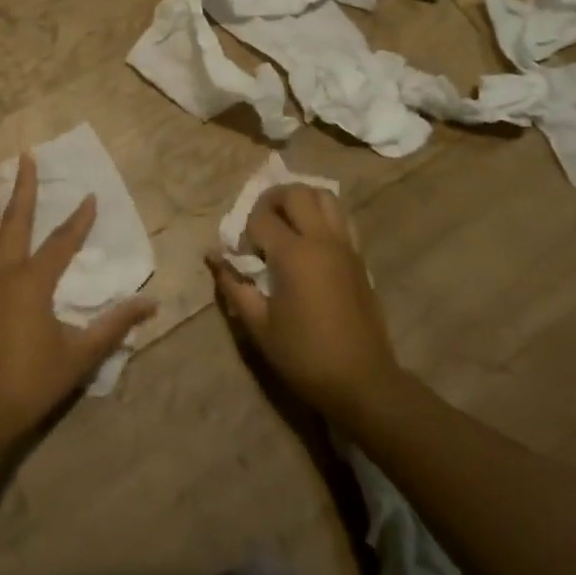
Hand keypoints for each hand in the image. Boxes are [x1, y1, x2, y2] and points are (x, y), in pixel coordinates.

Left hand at [0, 153, 154, 441]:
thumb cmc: (32, 382)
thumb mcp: (81, 355)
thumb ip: (115, 325)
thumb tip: (151, 304)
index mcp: (34, 282)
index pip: (62, 241)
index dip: (79, 219)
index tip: (90, 196)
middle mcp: (3, 272)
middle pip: (16, 221)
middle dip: (22, 187)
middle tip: (24, 155)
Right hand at [210, 184, 402, 422]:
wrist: (362, 381)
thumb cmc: (304, 355)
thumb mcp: (259, 325)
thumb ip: (234, 285)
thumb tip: (213, 257)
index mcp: (294, 255)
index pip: (261, 218)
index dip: (245, 232)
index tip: (242, 257)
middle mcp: (321, 239)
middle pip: (295, 193)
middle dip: (271, 201)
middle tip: (259, 226)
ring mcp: (345, 245)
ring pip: (324, 196)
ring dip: (301, 201)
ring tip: (286, 223)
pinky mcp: (359, 257)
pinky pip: (341, 218)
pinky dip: (322, 215)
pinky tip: (310, 241)